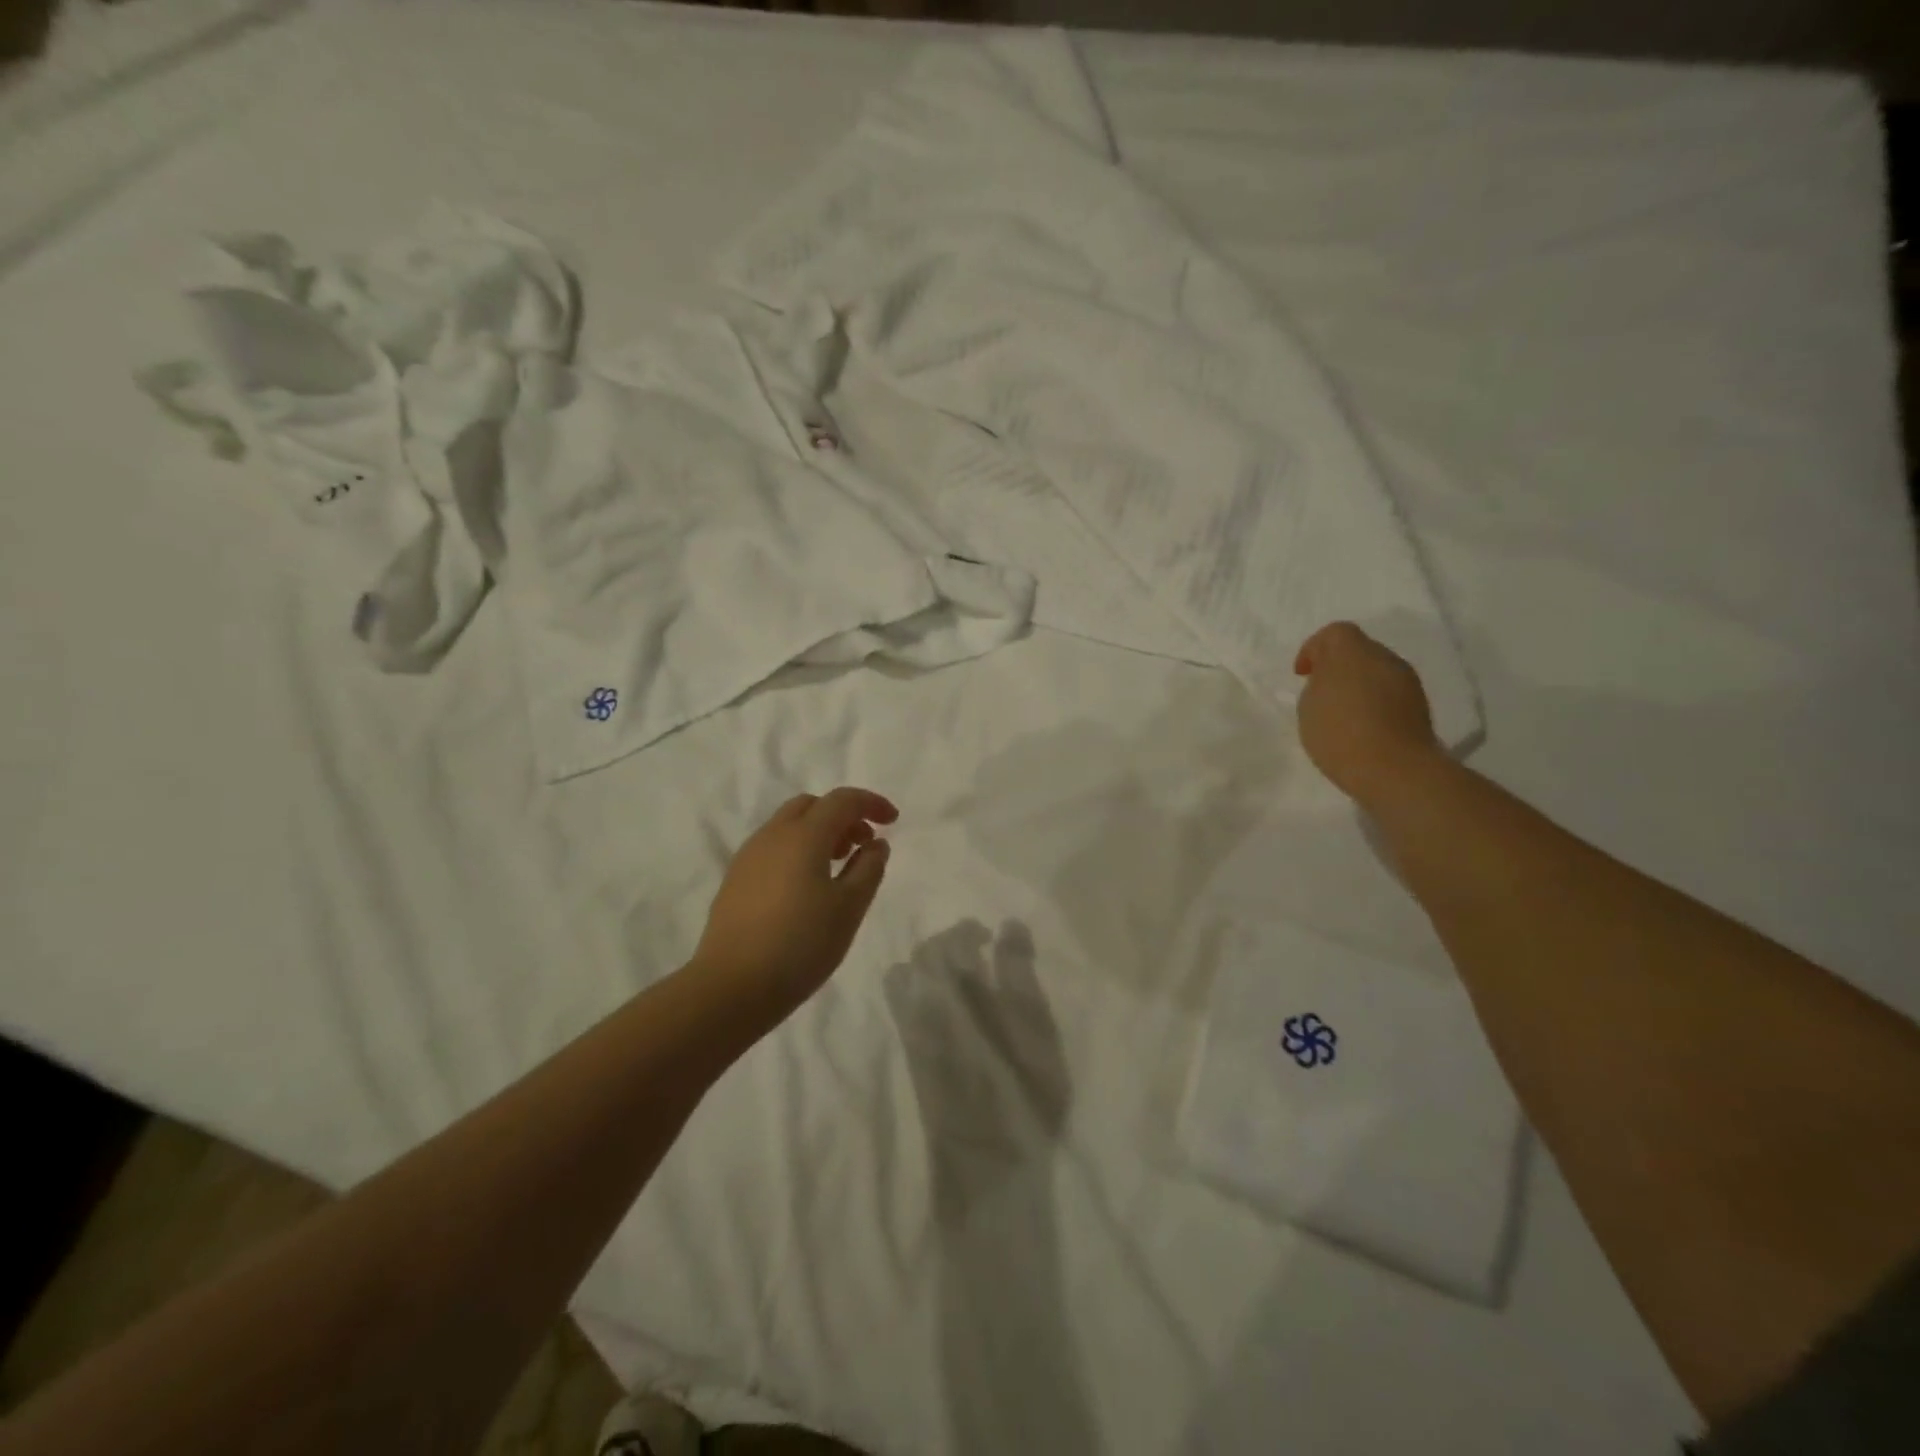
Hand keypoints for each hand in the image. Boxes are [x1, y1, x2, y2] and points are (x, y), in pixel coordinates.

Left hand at [691, 788, 897, 1026]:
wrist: (731, 987)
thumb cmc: (801, 945)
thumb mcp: (849, 908)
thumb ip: (868, 868)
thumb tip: (875, 844)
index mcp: (803, 836)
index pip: (842, 800)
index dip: (871, 803)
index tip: (893, 820)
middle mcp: (772, 835)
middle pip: (812, 806)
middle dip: (842, 816)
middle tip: (863, 845)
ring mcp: (748, 857)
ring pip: (789, 825)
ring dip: (819, 833)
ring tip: (838, 867)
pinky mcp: (735, 880)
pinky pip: (773, 848)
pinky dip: (798, 850)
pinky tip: (806, 887)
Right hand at [1294, 622, 1441, 804]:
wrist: (1394, 769)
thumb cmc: (1340, 733)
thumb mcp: (1308, 706)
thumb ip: (1317, 684)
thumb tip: (1330, 681)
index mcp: (1352, 651)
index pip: (1334, 633)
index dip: (1313, 649)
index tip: (1301, 675)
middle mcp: (1384, 658)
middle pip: (1358, 650)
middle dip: (1337, 666)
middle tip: (1321, 693)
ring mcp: (1407, 681)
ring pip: (1376, 672)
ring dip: (1358, 685)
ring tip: (1342, 713)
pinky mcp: (1420, 706)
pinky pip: (1390, 694)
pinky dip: (1375, 702)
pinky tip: (1363, 727)